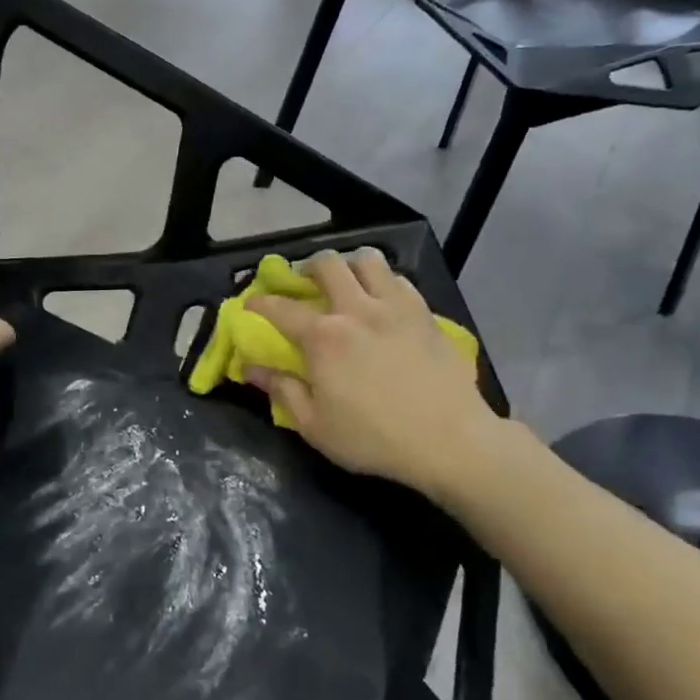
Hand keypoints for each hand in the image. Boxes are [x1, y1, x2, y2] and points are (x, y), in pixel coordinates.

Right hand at [244, 249, 503, 499]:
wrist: (448, 439)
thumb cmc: (374, 438)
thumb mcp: (315, 425)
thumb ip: (282, 391)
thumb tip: (251, 369)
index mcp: (323, 338)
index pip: (280, 308)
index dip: (260, 302)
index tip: (250, 303)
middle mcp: (356, 310)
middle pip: (327, 265)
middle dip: (307, 267)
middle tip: (304, 283)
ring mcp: (395, 306)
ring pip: (368, 260)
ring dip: (350, 265)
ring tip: (348, 281)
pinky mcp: (424, 313)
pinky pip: (400, 279)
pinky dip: (384, 281)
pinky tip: (384, 299)